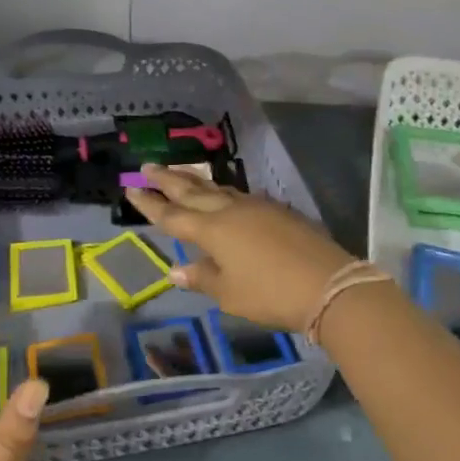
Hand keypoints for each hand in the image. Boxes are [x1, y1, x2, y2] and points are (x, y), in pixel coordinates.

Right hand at [123, 164, 356, 332]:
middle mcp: (231, 210)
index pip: (173, 215)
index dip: (150, 204)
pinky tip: (223, 195)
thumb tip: (175, 269)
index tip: (131, 190)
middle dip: (168, 179)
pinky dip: (222, 192)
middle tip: (148, 166)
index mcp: (212, 230)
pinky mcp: (277, 210)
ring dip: (195, 180)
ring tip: (180, 173)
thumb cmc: (270, 293)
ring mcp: (257, 207)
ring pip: (218, 188)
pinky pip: (240, 195)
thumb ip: (202, 277)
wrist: (327, 284)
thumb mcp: (230, 293)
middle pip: (193, 191)